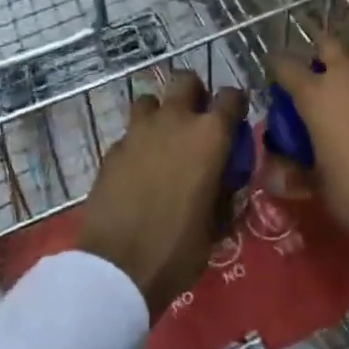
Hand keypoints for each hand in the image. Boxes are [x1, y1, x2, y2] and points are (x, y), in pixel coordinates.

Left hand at [76, 71, 245, 318]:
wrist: (117, 267)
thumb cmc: (178, 249)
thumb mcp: (217, 226)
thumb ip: (224, 192)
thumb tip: (225, 181)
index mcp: (209, 136)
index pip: (232, 96)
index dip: (235, 104)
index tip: (235, 119)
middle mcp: (175, 121)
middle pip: (186, 80)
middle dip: (194, 94)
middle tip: (195, 120)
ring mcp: (138, 131)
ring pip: (151, 100)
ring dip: (160, 113)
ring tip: (162, 140)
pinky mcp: (112, 148)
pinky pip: (130, 132)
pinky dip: (137, 142)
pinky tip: (137, 169)